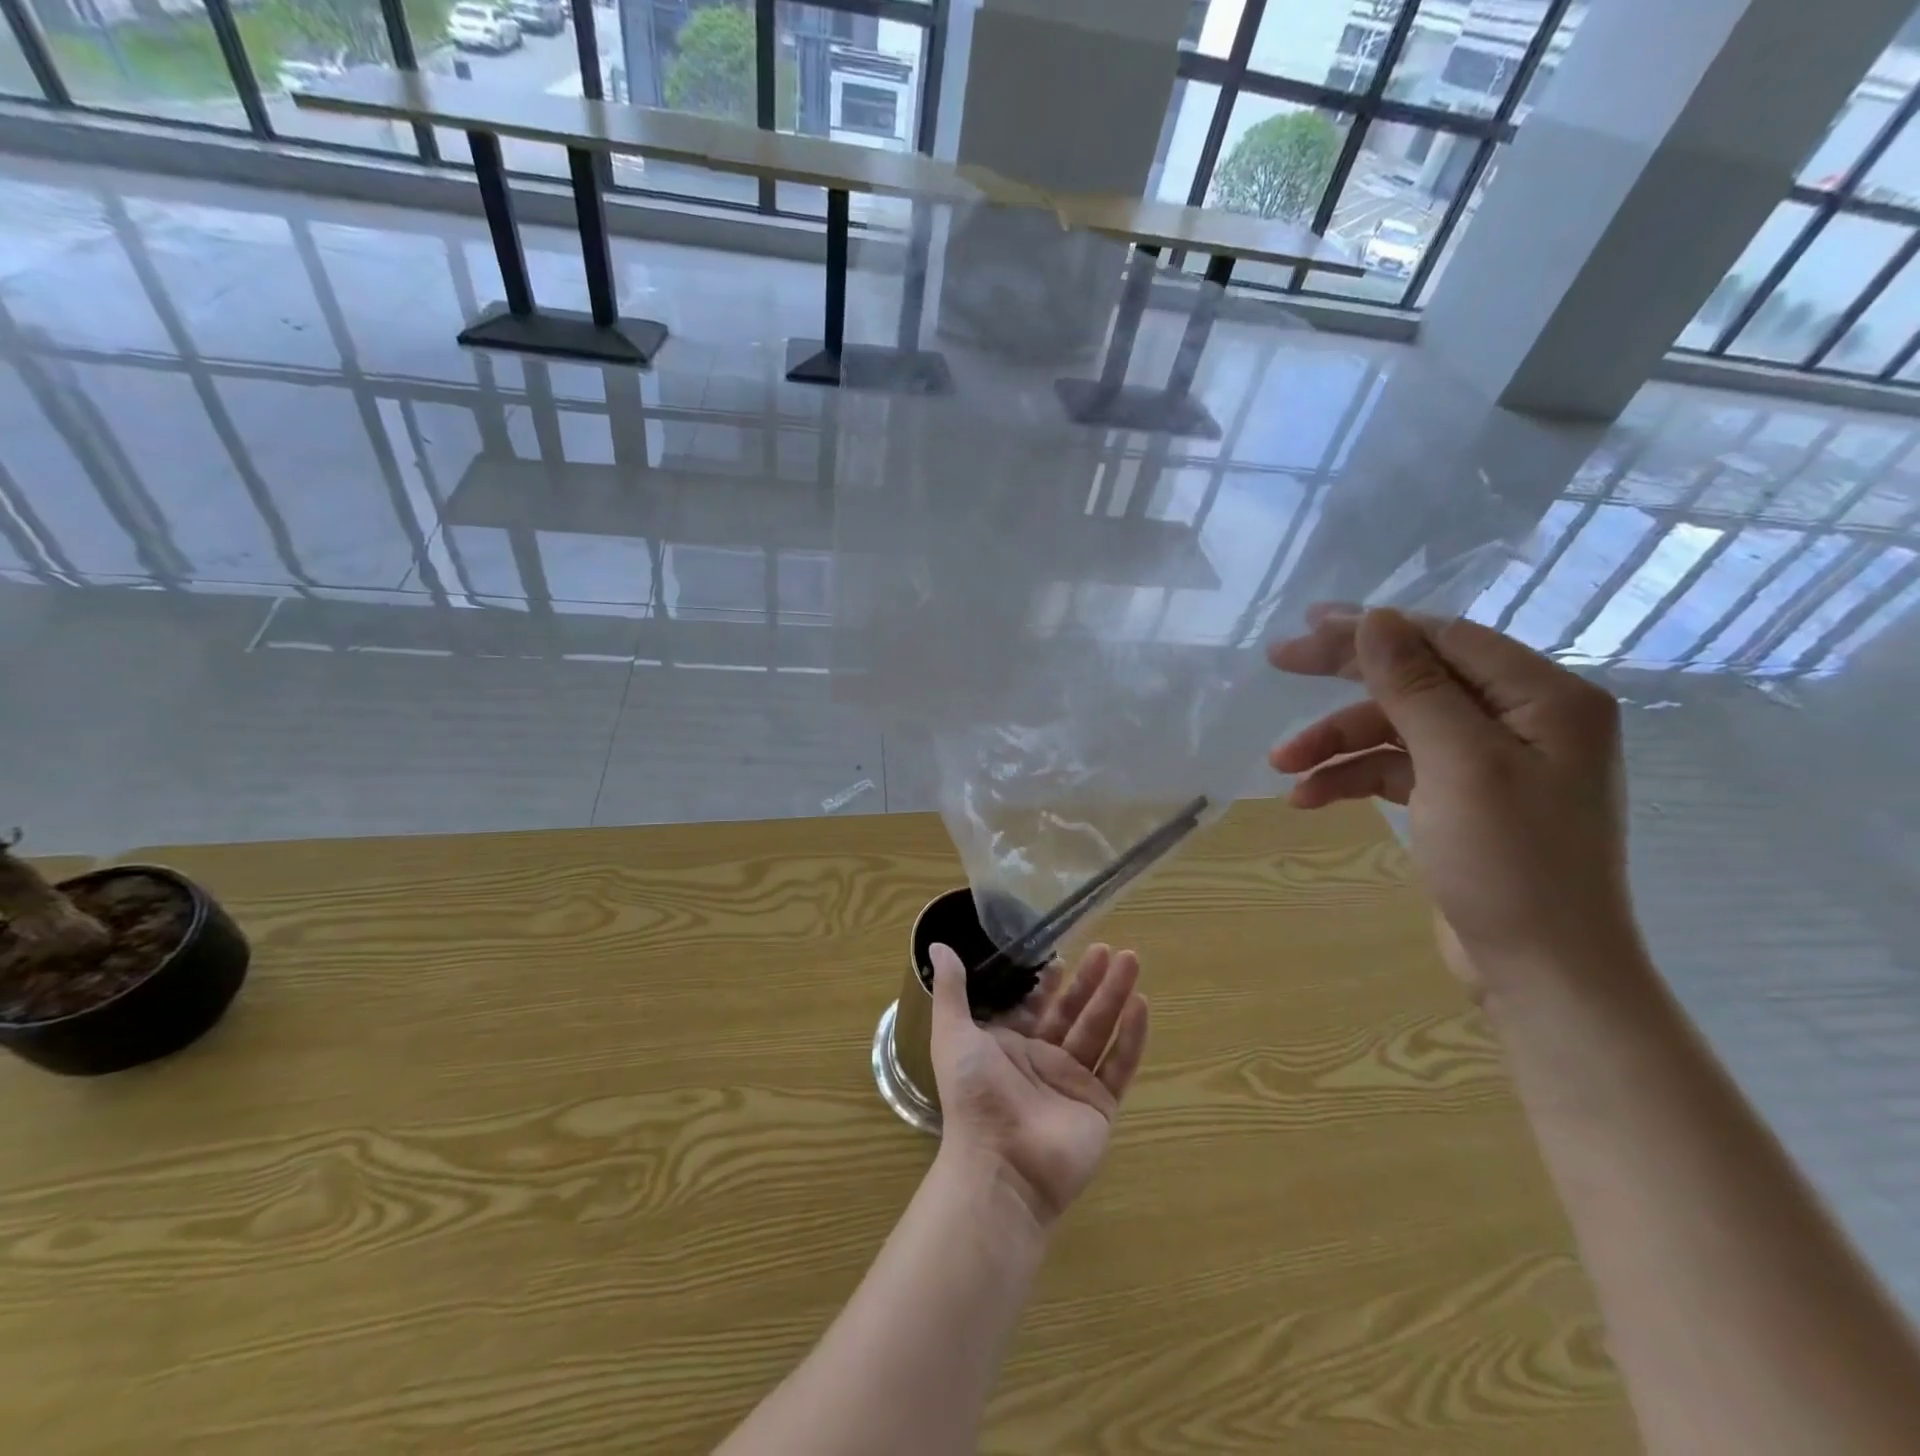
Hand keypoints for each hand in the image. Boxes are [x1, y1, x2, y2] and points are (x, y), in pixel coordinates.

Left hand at [928, 942, 1148, 1227]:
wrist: (1000, 1166)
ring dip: (1115, 995)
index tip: (1062, 954)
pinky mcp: (1099, 1105)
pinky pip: (1119, 1064)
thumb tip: (939, 944)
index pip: (1035, 1005)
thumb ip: (951, 990)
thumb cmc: (973, 1096)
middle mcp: (1042, 1060)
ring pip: (1099, 1029)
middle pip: (1073, 1011)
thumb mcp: (952, 1034)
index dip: (1049, 981)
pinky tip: (1141, 1004)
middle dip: (1090, 980)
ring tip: (1131, 959)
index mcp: (1009, 1045)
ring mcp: (1073, 1083)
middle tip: (1108, 948)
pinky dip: (1132, 1035)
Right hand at [1268, 607, 1641, 998]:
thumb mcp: (1458, 764)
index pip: (1444, 639)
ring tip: (1283, 768)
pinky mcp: (1462, 801)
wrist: (1541, 973)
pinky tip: (1309, 799)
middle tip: (1278, 662)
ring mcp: (1492, 763)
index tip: (1303, 629)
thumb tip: (1376, 617)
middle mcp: (1523, 720)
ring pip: (1397, 728)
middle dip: (1344, 679)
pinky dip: (1352, 778)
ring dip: (1337, 744)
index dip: (1371, 630)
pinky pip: (1396, 769)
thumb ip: (1415, 686)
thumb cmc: (1510, 863)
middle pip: (1416, 679)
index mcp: (1544, 699)